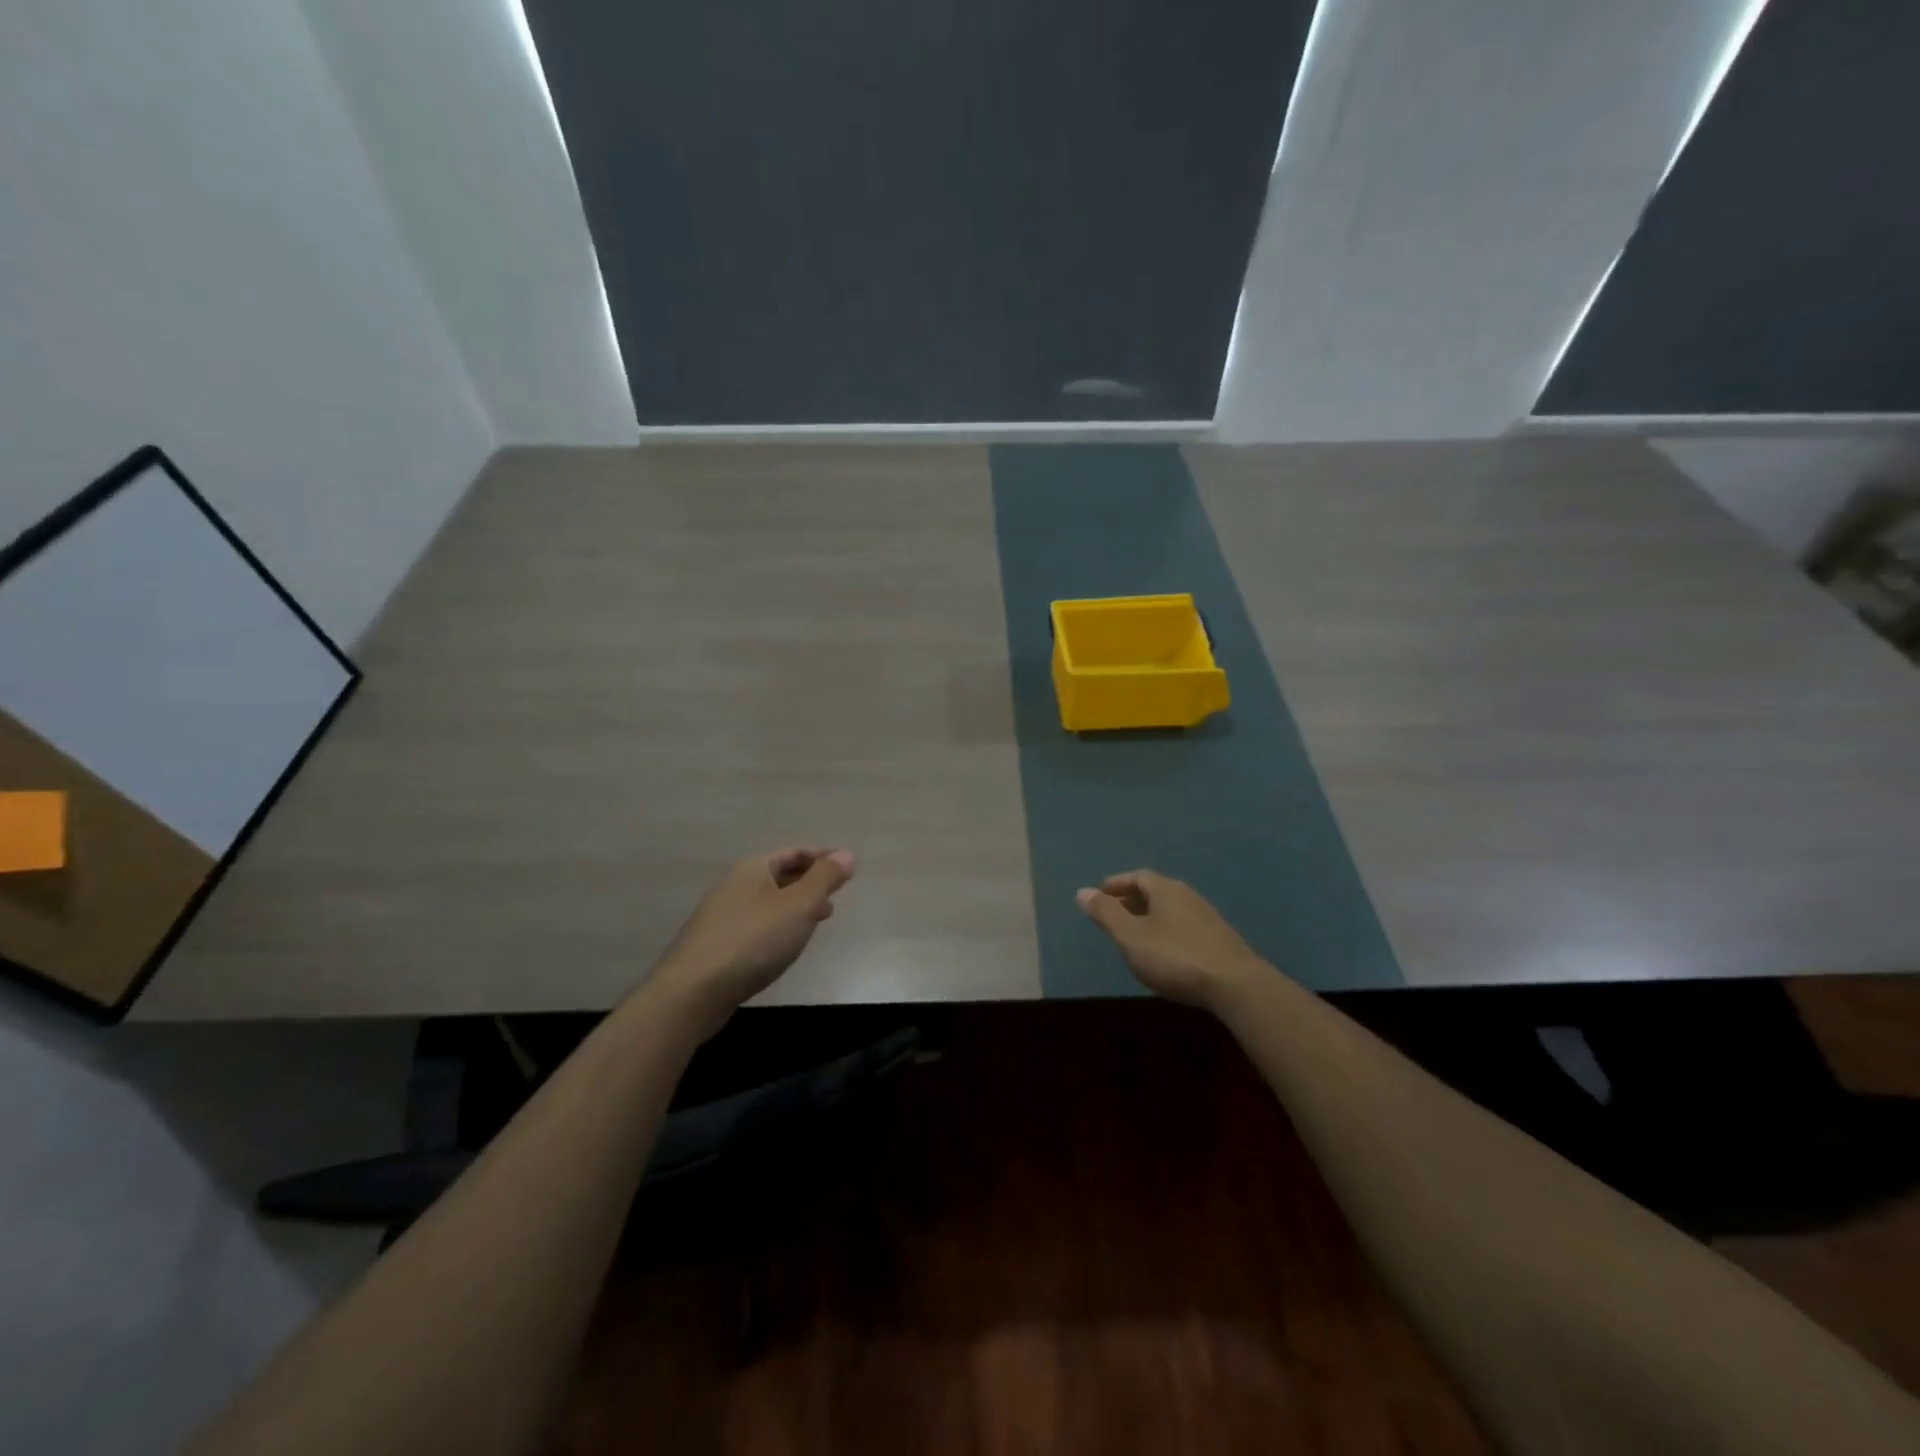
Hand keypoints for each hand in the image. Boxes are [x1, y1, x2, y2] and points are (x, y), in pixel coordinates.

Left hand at [648, 847, 855, 1031]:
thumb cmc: (753, 940)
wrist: (693, 991)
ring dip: (796, 906)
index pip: (795, 852)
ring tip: (819, 920)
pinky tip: (786, 945)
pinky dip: (779, 925)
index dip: (823, 858)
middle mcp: (735, 884)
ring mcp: (722, 914)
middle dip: (810, 882)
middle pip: (780, 875)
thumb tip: (846, 855)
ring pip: (769, 901)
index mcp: (753, 867)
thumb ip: (825, 879)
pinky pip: (757, 924)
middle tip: (836, 896)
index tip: (848, 869)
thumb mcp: (799, 905)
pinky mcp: (717, 943)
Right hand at [1076, 870, 1268, 1009]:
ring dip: (1149, 917)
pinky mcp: (1219, 940)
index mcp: (1165, 889)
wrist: (1236, 986)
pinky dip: (1165, 931)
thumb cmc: (1175, 957)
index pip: (1137, 876)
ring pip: (1170, 910)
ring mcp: (1207, 917)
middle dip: (1131, 900)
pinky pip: (1183, 926)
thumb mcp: (1131, 936)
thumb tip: (1082, 891)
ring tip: (1133, 935)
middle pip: (1154, 891)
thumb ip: (1106, 914)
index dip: (1116, 884)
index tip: (1099, 894)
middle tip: (1112, 914)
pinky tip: (1162, 952)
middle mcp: (1187, 896)